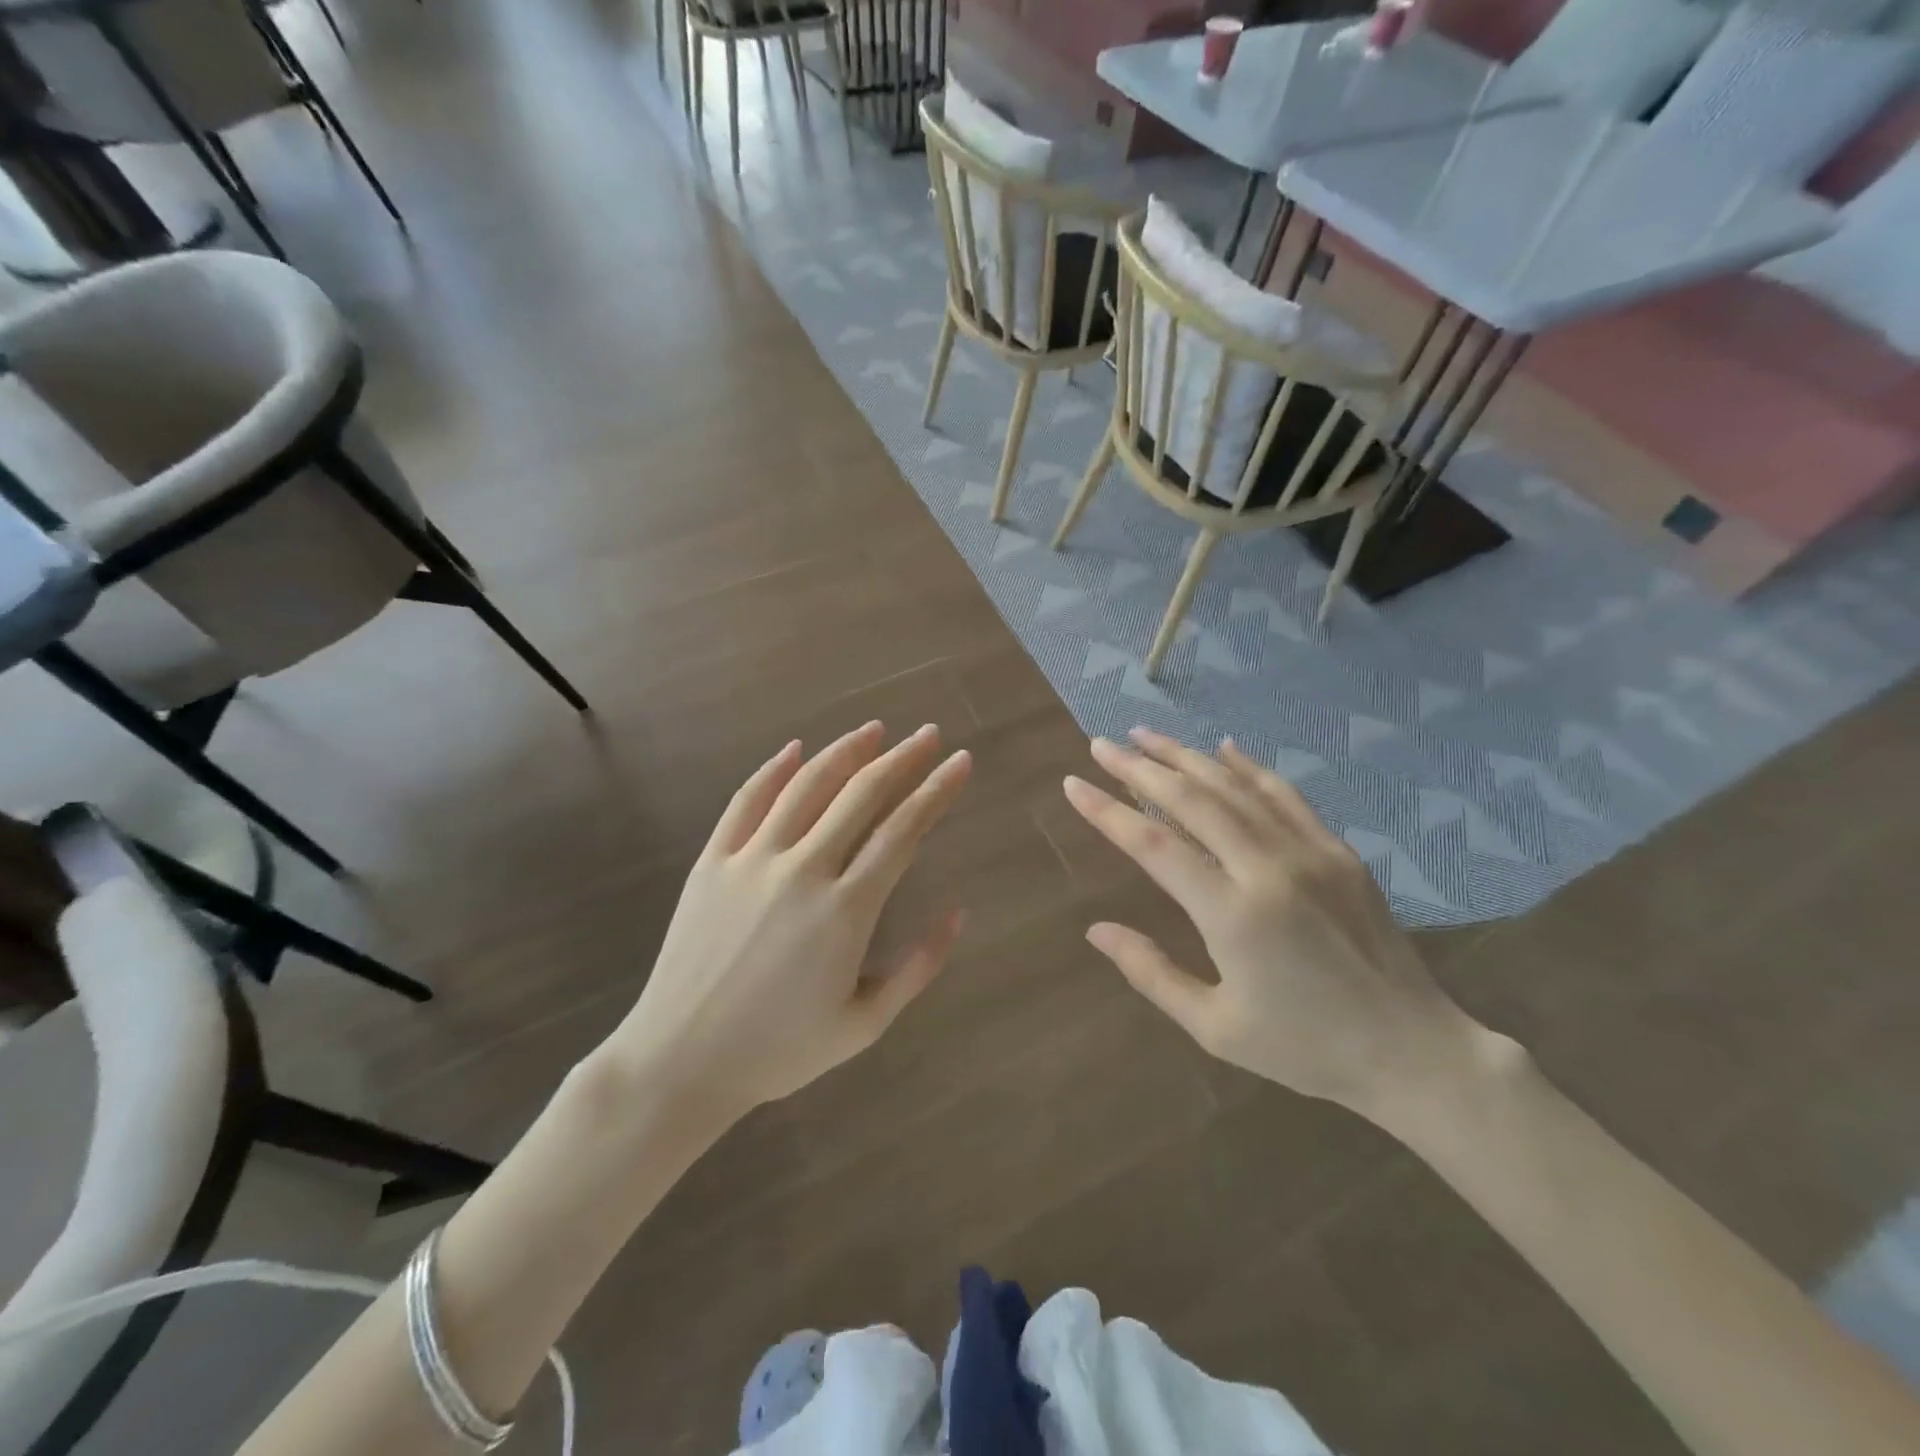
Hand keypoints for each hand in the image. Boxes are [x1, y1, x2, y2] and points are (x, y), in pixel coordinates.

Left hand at [609, 722, 971, 1121]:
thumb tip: (958, 913)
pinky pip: (746, 802)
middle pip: (861, 795)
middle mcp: (802, 870)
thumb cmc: (779, 1050)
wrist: (681, 1061)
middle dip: (902, 759)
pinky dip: (773, 770)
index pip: (903, 831)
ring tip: (874, 730)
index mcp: (845, 909)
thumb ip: (918, 967)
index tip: (960, 761)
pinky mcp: (712, 862)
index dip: (936, 791)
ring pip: (806, 787)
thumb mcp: (864, 1024)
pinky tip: (795, 749)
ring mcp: (752, 860)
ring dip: (844, 752)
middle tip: (927, 734)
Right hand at [1063, 729, 1481, 1121]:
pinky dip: (1249, 767)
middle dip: (1140, 767)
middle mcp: (1268, 869)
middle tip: (1102, 744)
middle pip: (1192, 801)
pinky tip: (1224, 748)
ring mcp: (1309, 853)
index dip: (1108, 811)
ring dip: (1186, 757)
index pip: (1154, 844)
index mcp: (1233, 915)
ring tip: (1146, 735)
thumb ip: (1152, 973)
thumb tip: (1096, 929)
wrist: (1413, 1051)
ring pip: (1235, 788)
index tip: (1074, 784)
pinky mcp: (1339, 852)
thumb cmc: (1304, 1048)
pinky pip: (1285, 796)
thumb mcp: (1215, 1028)